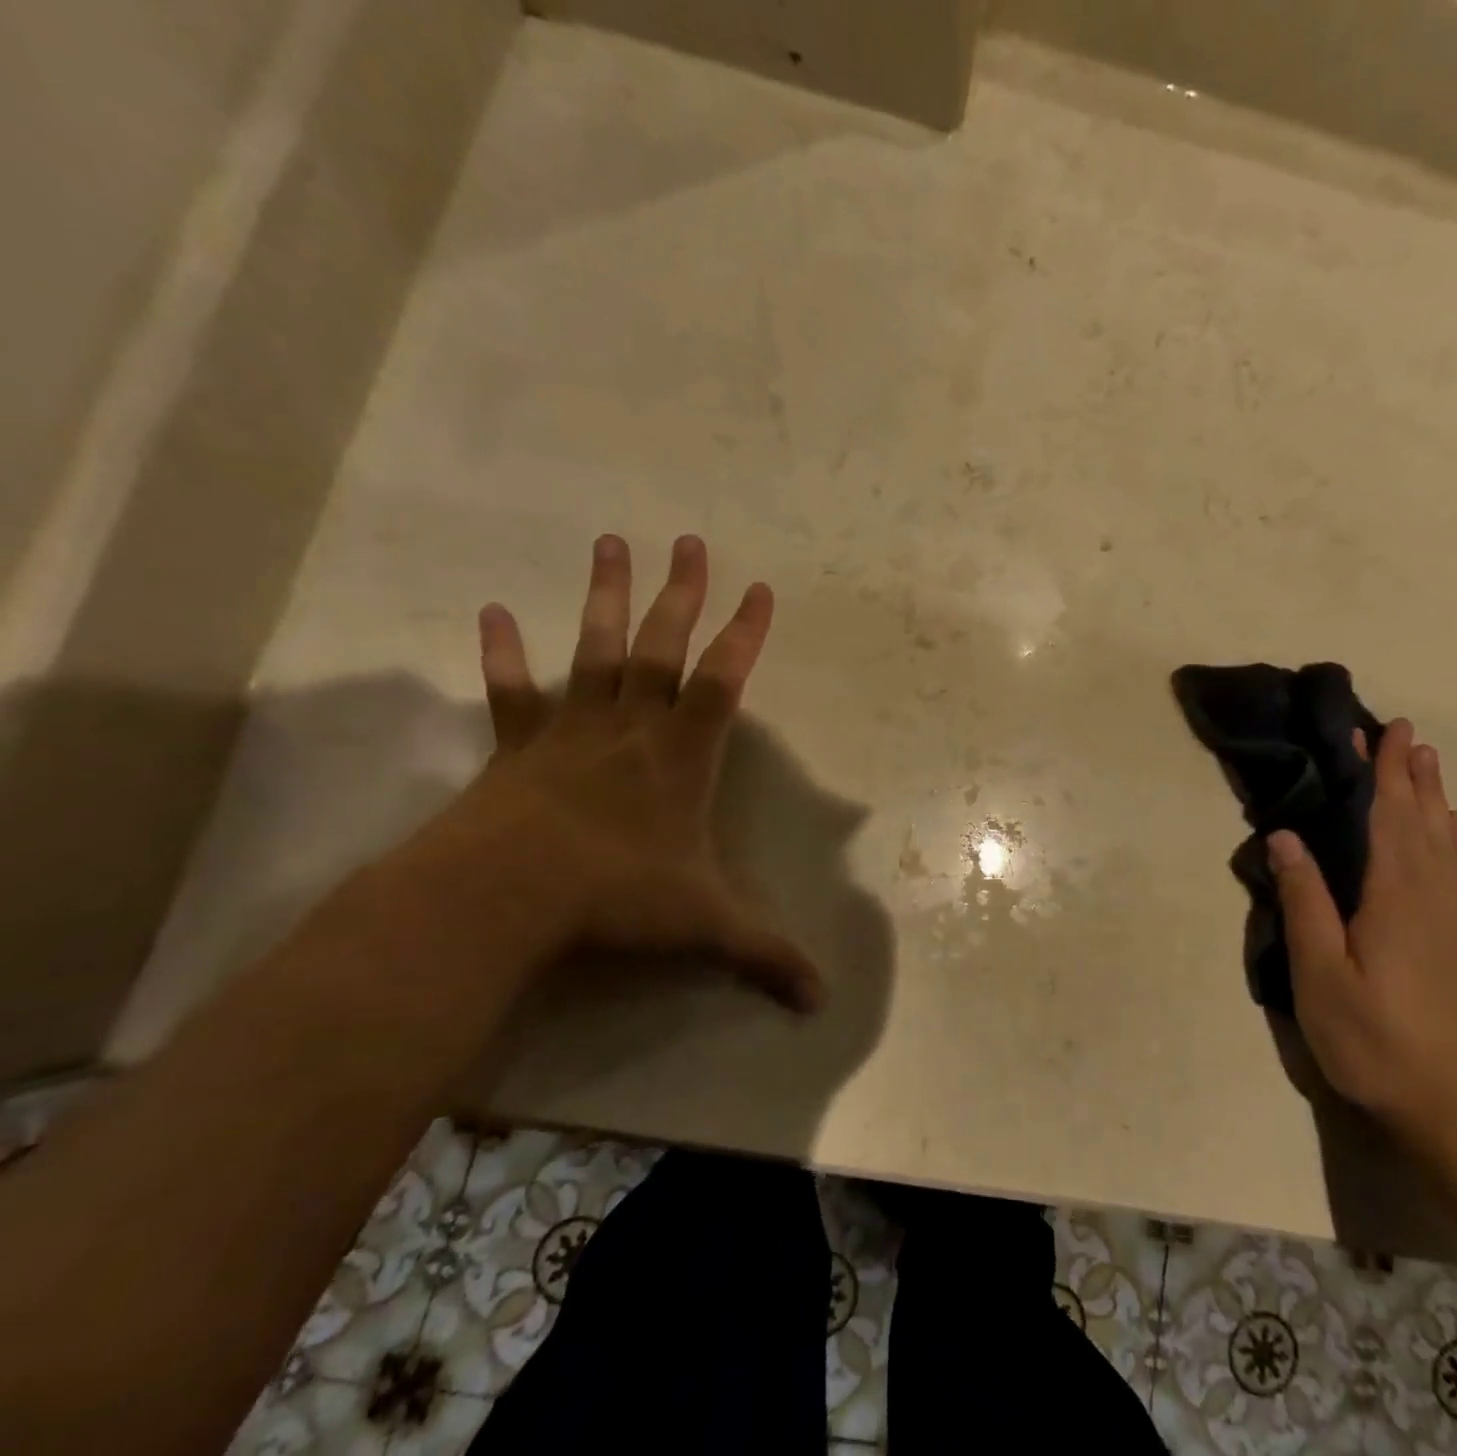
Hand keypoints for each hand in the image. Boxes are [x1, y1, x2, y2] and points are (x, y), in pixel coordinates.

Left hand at [441, 532, 821, 1012]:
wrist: (505, 900)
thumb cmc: (617, 900)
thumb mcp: (705, 927)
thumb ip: (765, 956)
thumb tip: (821, 1003)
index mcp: (682, 757)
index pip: (725, 681)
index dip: (745, 634)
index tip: (760, 588)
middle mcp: (631, 729)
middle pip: (660, 646)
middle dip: (681, 594)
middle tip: (688, 540)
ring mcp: (571, 732)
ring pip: (594, 651)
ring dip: (603, 596)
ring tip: (609, 542)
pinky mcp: (516, 748)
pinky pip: (512, 693)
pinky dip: (501, 653)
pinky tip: (489, 611)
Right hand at [1268, 719, 1456, 1145]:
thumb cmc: (1378, 1042)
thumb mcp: (1320, 975)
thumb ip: (1305, 901)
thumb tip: (1285, 836)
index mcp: (1395, 896)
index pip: (1389, 817)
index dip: (1385, 772)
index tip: (1384, 731)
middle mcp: (1436, 895)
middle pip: (1425, 821)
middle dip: (1413, 775)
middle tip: (1408, 734)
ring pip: (1451, 844)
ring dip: (1437, 800)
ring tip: (1429, 769)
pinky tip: (1456, 838)